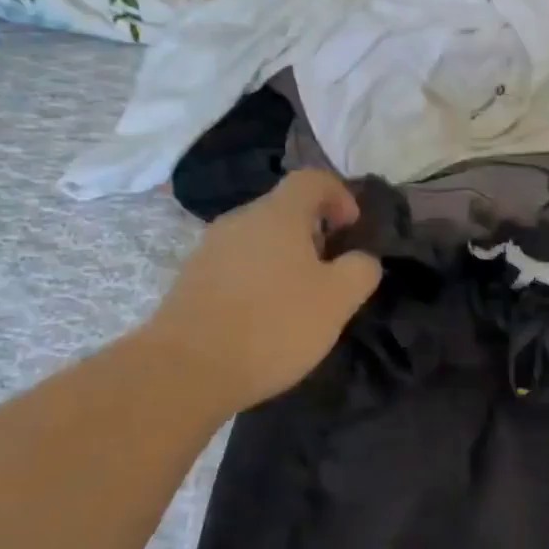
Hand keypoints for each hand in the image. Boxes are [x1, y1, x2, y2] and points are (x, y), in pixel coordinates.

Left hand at [148, 171, 381, 417]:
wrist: (187, 369)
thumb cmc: (273, 325)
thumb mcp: (337, 300)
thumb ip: (361, 270)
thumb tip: (362, 258)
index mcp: (278, 214)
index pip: (312, 179)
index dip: (340, 195)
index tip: (353, 228)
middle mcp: (240, 220)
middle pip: (284, 209)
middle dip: (314, 232)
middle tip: (331, 272)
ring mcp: (210, 249)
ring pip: (259, 239)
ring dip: (285, 258)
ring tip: (299, 299)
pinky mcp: (191, 280)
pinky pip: (237, 266)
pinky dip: (258, 279)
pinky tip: (264, 317)